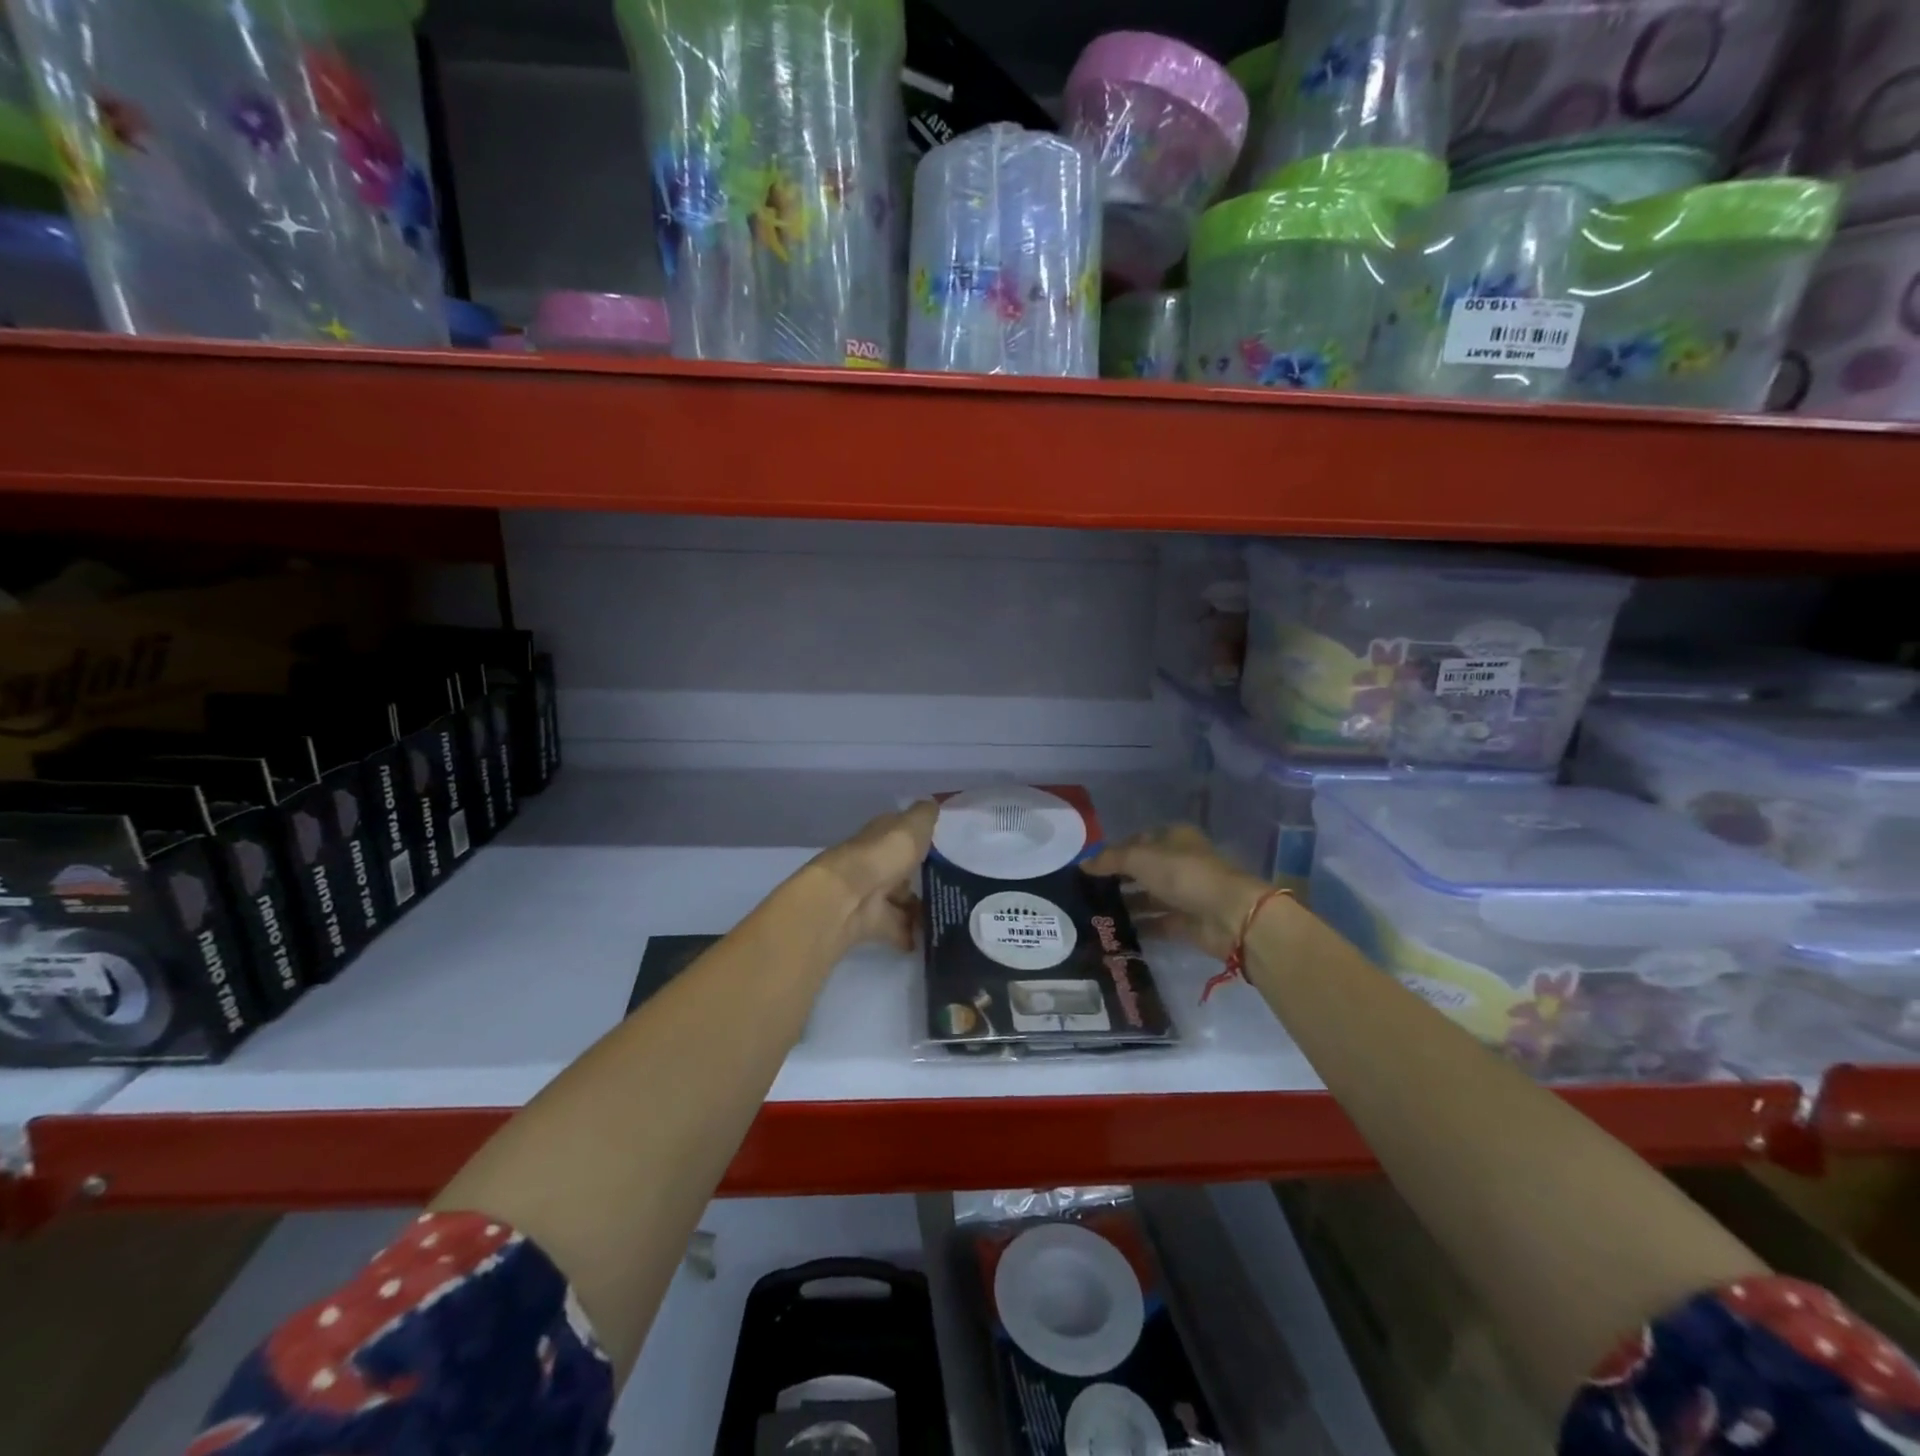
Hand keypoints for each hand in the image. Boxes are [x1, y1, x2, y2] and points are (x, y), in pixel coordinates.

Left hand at [810, 800, 937, 954]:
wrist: (849, 897)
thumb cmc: (884, 854)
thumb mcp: (912, 826)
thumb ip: (925, 816)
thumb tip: (933, 802)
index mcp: (882, 837)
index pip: (901, 834)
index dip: (919, 839)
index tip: (945, 848)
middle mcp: (875, 863)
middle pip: (900, 870)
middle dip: (921, 878)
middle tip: (953, 887)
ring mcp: (871, 894)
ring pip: (900, 901)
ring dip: (919, 909)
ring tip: (950, 915)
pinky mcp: (871, 923)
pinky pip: (896, 929)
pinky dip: (910, 935)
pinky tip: (932, 939)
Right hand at [1084, 824, 1269, 959]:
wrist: (1228, 915)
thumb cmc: (1183, 874)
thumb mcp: (1140, 858)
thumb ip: (1110, 860)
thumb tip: (1082, 864)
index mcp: (1173, 838)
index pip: (1137, 840)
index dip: (1113, 851)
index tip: (1088, 867)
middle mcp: (1179, 863)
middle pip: (1142, 870)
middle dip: (1117, 880)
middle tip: (1086, 892)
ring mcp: (1184, 894)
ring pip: (1148, 897)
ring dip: (1125, 904)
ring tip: (1093, 913)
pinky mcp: (1186, 923)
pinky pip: (1156, 923)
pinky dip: (1138, 927)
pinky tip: (1113, 931)